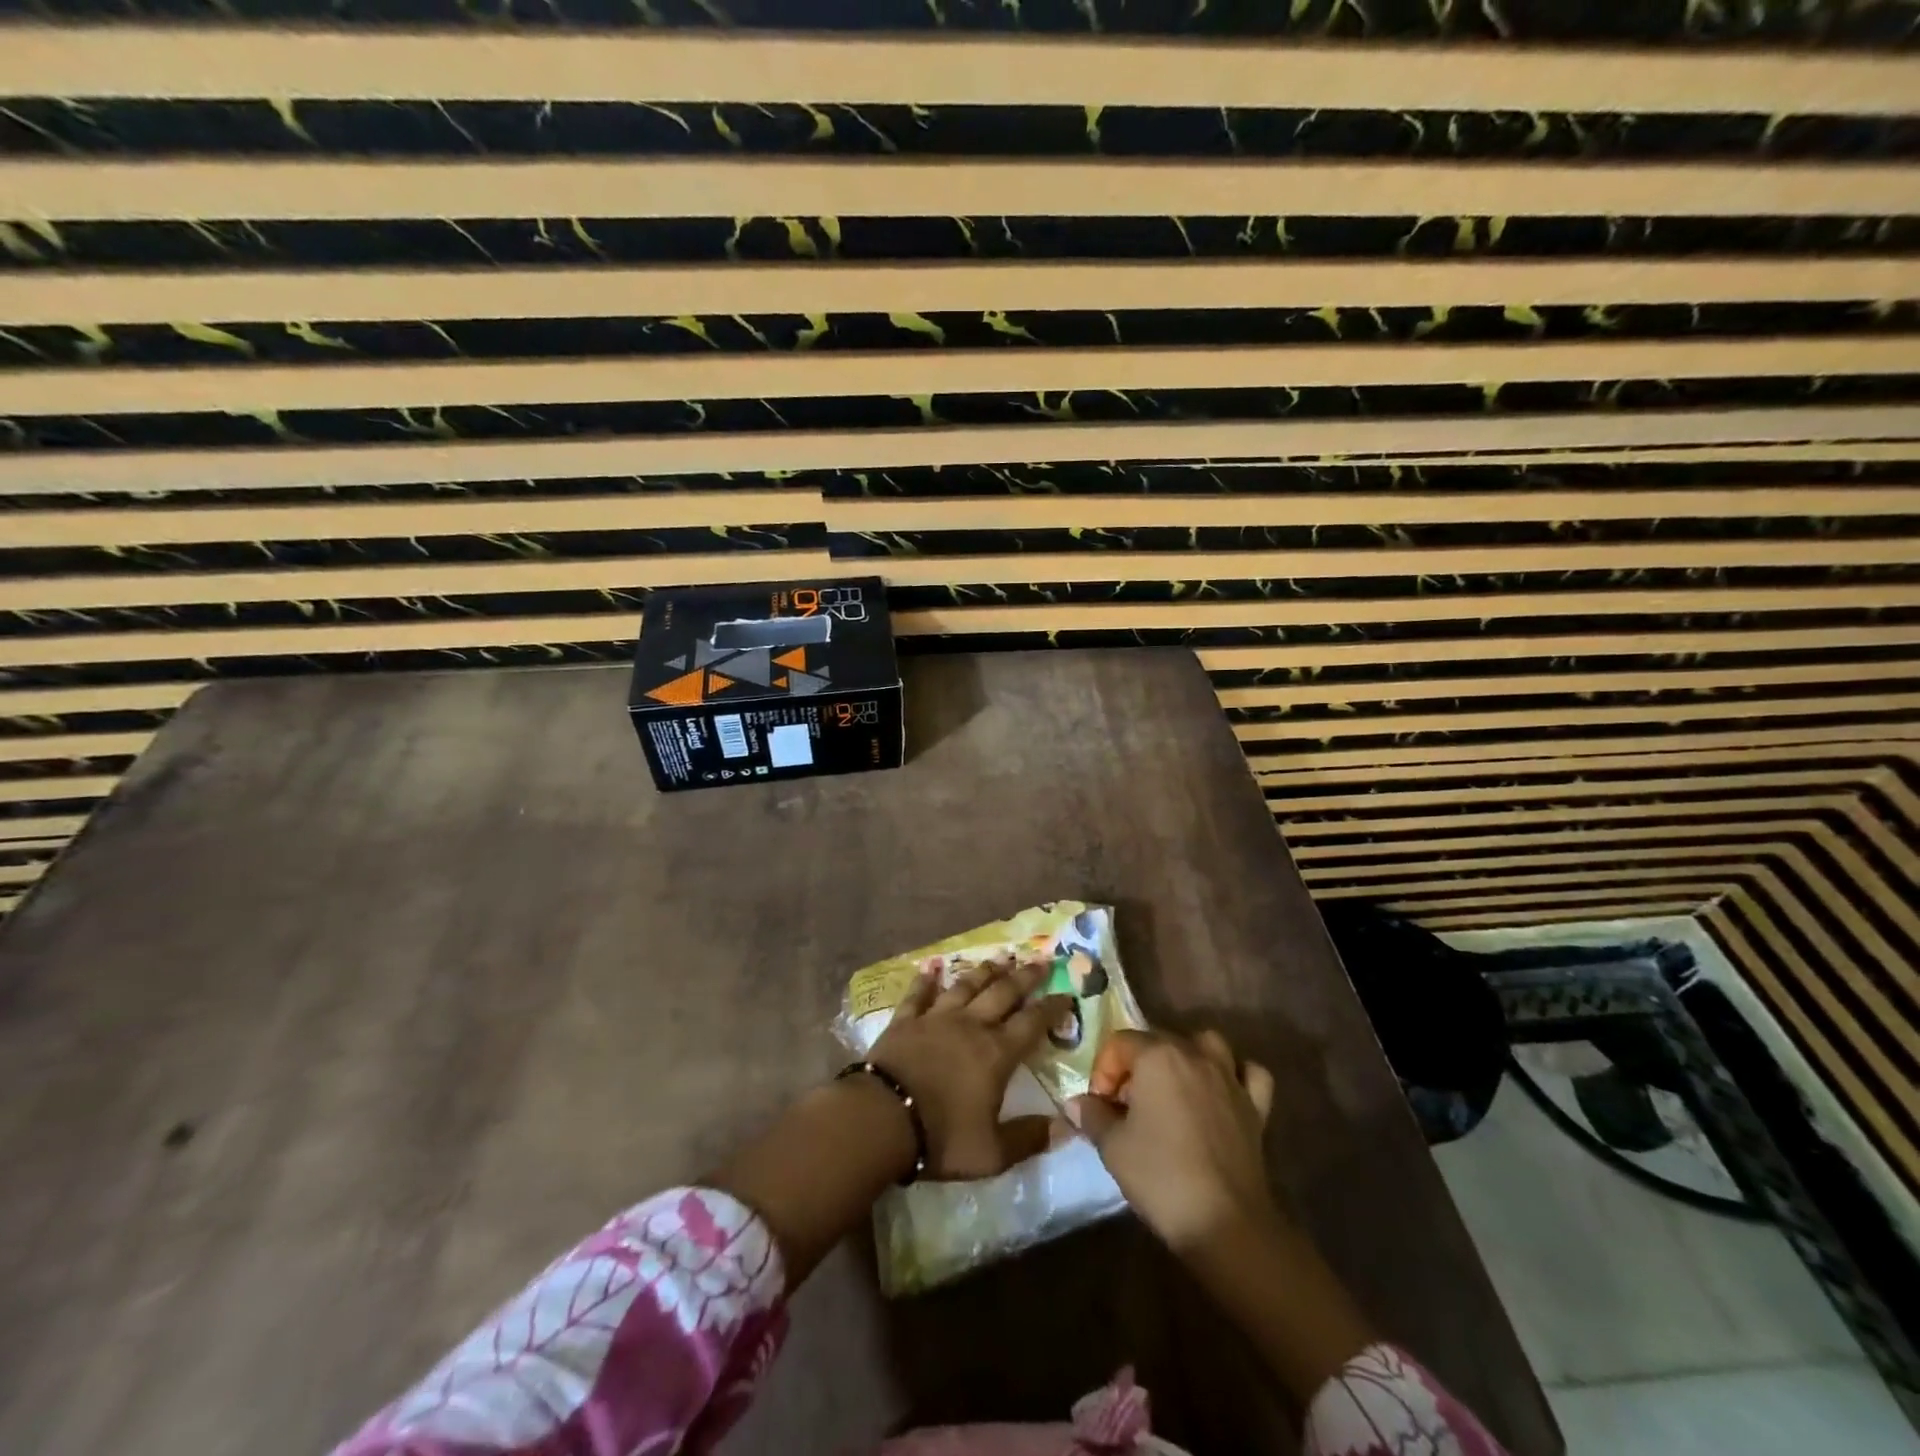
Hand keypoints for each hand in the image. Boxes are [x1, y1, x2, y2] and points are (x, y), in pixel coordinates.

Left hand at [866, 954, 1071, 1180]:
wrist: (882, 1117)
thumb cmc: (941, 1136)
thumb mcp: (992, 1152)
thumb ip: (1030, 1137)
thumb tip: (1067, 1127)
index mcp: (996, 1053)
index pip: (1032, 1023)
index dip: (1051, 1008)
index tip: (1066, 994)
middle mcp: (970, 1025)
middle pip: (1003, 992)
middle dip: (1025, 976)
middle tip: (1041, 960)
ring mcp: (936, 1018)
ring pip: (966, 986)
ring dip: (984, 971)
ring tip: (1000, 958)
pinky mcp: (905, 1020)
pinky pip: (919, 994)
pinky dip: (926, 980)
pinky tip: (931, 968)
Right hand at [1068, 1028, 1277, 1251]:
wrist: (1224, 1222)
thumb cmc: (1161, 1175)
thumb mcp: (1112, 1146)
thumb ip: (1092, 1115)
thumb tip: (1078, 1103)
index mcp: (1158, 1055)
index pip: (1120, 1043)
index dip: (1103, 1071)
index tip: (1100, 1105)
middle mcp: (1195, 1054)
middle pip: (1158, 1041)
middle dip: (1136, 1066)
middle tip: (1126, 1105)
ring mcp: (1230, 1078)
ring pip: (1207, 1044)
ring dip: (1187, 1057)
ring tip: (1173, 1087)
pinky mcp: (1256, 1106)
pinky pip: (1249, 1074)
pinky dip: (1236, 1076)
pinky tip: (1222, 1093)